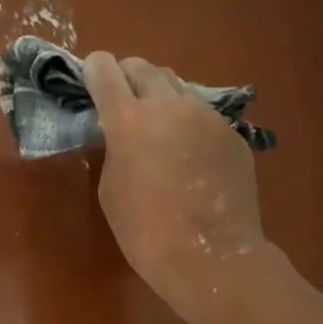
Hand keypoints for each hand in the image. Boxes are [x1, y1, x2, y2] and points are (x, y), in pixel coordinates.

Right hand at [83, 51, 266, 313]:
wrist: (210, 256)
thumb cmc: (145, 230)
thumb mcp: (111, 187)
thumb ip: (114, 148)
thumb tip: (124, 134)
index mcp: (128, 119)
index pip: (105, 70)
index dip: (94, 70)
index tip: (90, 78)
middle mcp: (169, 105)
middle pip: (143, 67)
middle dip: (127, 76)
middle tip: (121, 100)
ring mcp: (206, 116)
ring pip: (177, 87)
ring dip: (159, 97)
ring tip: (157, 125)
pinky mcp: (232, 133)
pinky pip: (203, 115)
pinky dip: (188, 123)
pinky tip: (189, 155)